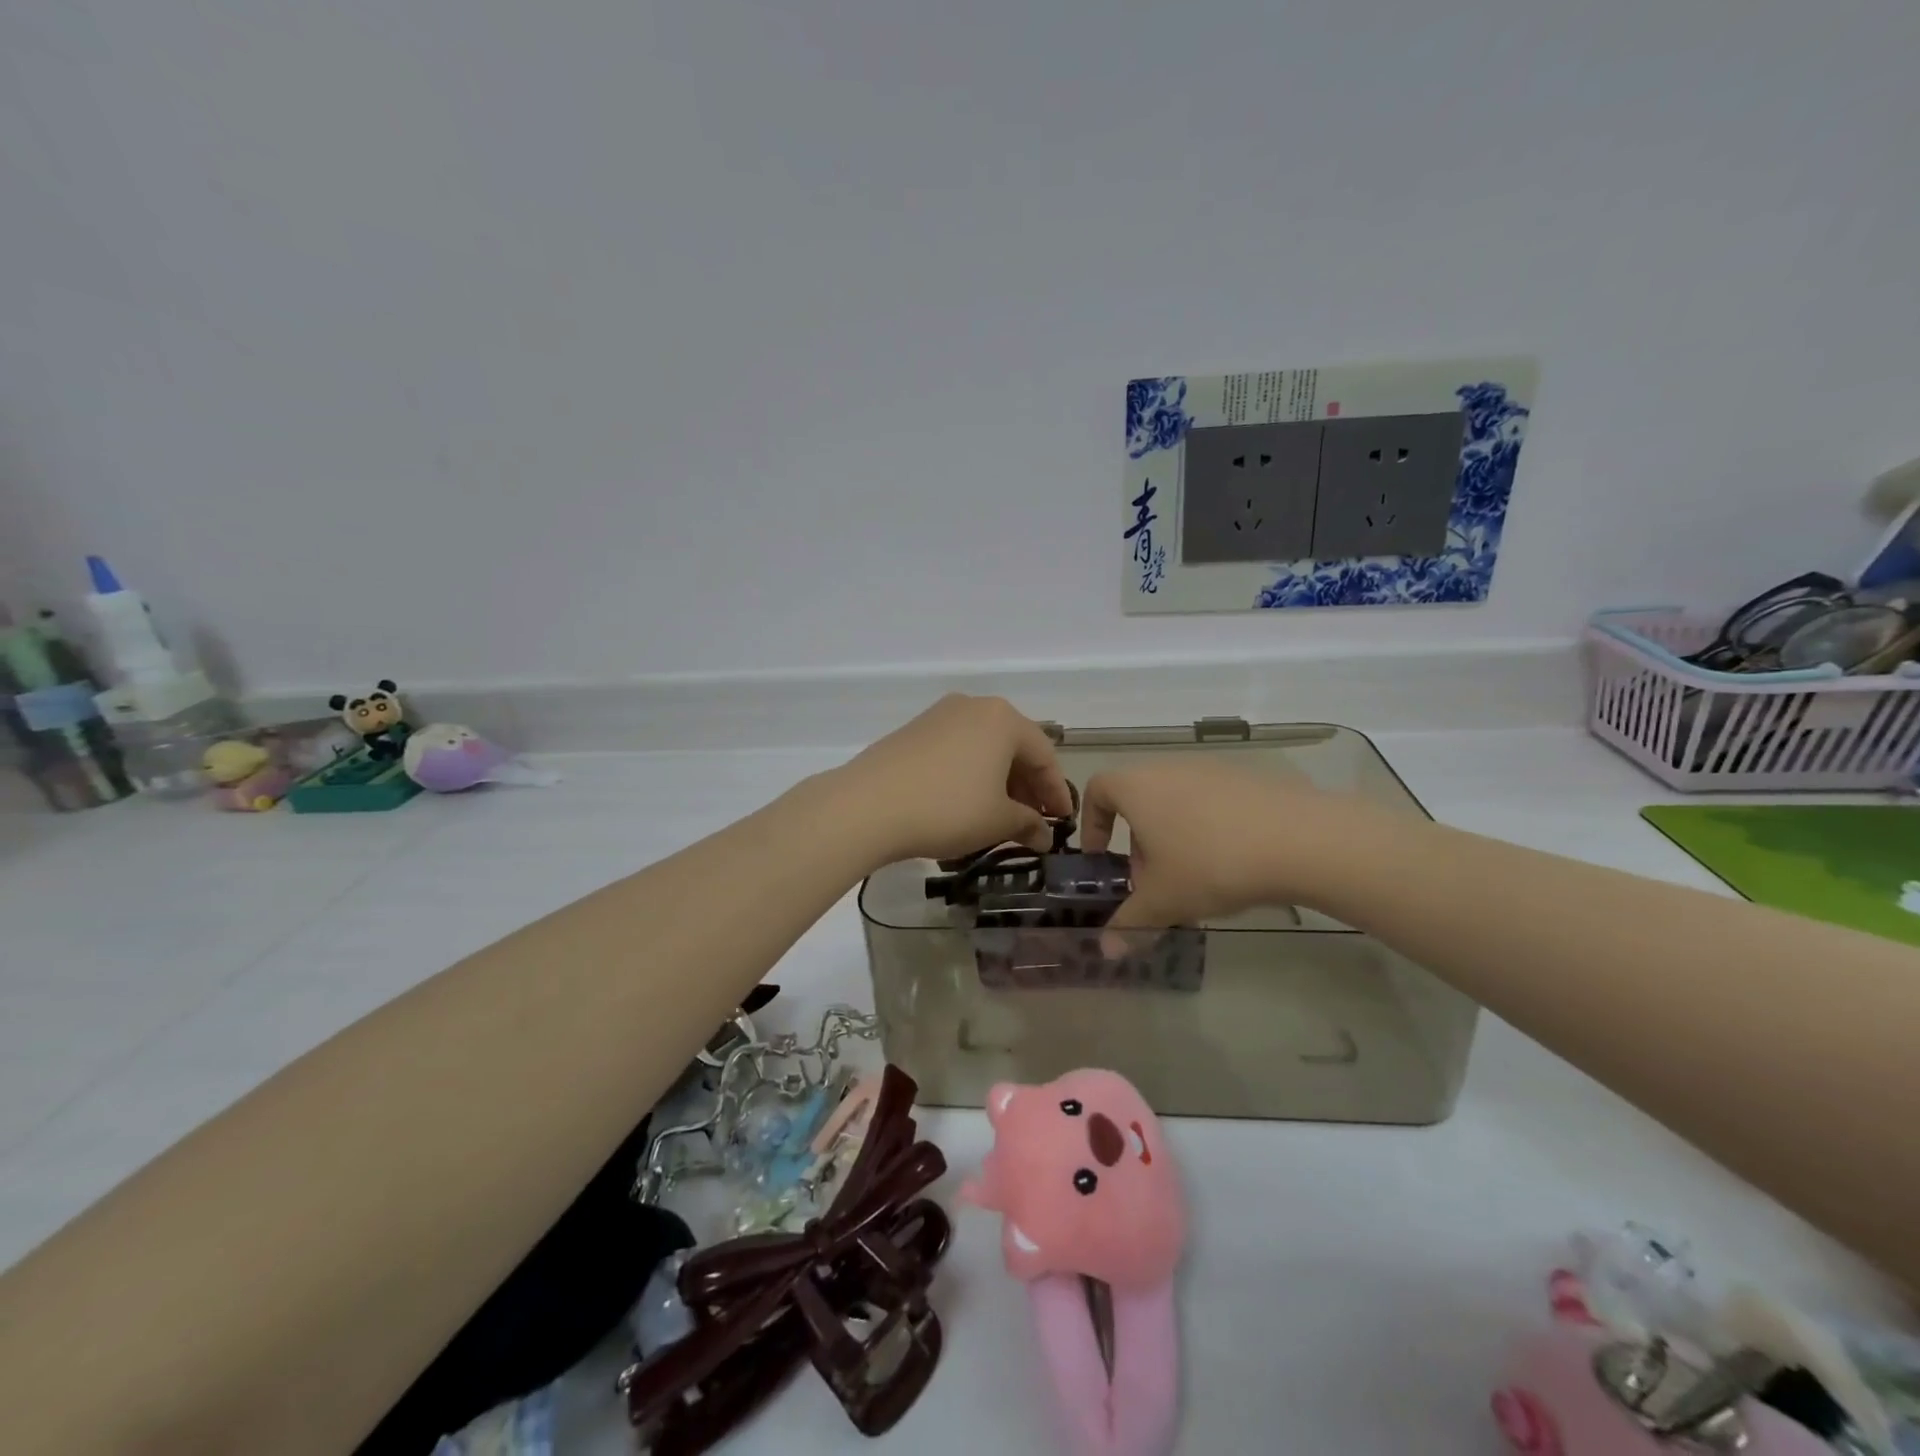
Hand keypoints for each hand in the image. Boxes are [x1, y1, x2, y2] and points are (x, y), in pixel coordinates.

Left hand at [836, 695, 1074, 863]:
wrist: (867, 806)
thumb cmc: (947, 809)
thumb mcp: (997, 822)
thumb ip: (1027, 825)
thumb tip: (1043, 836)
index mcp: (1003, 719)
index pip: (1044, 756)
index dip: (1056, 793)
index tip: (1061, 823)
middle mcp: (973, 707)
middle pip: (1013, 747)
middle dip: (1027, 786)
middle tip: (1032, 822)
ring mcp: (939, 716)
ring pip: (983, 748)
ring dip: (998, 781)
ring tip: (999, 816)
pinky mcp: (912, 731)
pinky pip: (956, 751)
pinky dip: (970, 775)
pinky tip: (965, 804)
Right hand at [1081, 762, 1363, 928]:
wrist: (1300, 840)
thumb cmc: (1210, 863)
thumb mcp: (1164, 901)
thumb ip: (1130, 923)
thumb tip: (1106, 951)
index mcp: (1137, 787)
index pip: (1097, 790)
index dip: (1092, 823)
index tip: (1101, 858)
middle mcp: (1169, 768)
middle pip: (1139, 800)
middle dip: (1138, 842)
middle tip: (1151, 882)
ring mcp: (1212, 769)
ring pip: (1176, 802)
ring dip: (1173, 838)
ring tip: (1194, 879)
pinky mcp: (1248, 778)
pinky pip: (1212, 803)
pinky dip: (1208, 829)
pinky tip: (1233, 864)